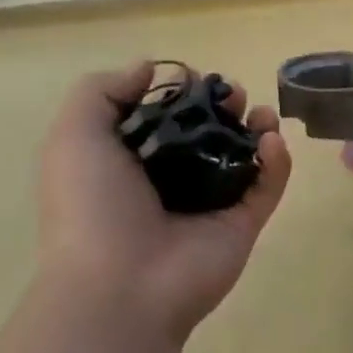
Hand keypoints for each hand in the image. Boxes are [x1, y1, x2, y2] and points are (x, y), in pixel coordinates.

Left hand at [37, 63, 291, 340]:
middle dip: (226, 106)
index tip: (196, 78)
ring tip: (259, 115)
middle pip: (211, 132)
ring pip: (246, 155)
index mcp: (132, 163)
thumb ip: (102, 92)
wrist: (120, 284)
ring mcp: (213, 203)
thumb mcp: (74, 138)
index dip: (184, 94)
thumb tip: (149, 67)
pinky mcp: (246, 221)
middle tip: (233, 95)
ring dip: (258, 126)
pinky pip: (270, 183)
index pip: (166, 118)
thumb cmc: (92, 208)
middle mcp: (174, 181)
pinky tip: (271, 141)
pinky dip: (278, 159)